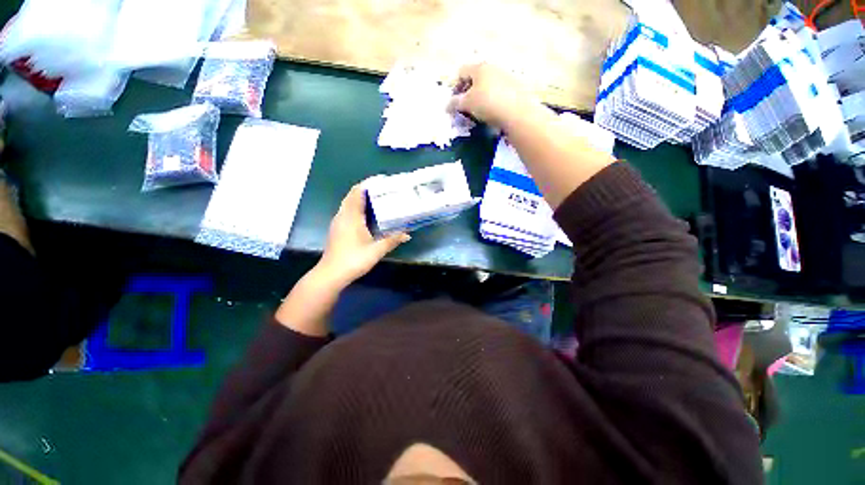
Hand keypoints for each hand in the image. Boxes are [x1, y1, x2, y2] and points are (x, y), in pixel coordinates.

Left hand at [316, 185, 409, 287]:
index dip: (369, 183)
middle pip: (352, 195)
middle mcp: (342, 215)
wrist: (331, 274)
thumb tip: (408, 234)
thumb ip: (392, 240)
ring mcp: (338, 222)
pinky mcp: (337, 229)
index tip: (382, 180)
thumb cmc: (354, 260)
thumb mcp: (376, 250)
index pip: (358, 192)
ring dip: (361, 198)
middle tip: (383, 189)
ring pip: (349, 203)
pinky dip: (357, 207)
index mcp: (351, 216)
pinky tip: (367, 214)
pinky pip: (347, 211)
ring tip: (377, 198)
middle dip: (366, 189)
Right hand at [449, 63, 539, 129]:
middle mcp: (493, 67)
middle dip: (468, 92)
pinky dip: (493, 100)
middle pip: (476, 77)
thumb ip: (455, 103)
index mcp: (479, 67)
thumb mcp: (467, 104)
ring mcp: (507, 76)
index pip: (461, 71)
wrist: (517, 112)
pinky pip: (499, 92)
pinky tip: (493, 112)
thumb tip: (447, 105)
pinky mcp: (517, 87)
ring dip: (481, 96)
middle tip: (465, 107)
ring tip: (479, 112)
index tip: (454, 102)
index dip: (455, 86)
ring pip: (488, 85)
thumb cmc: (487, 103)